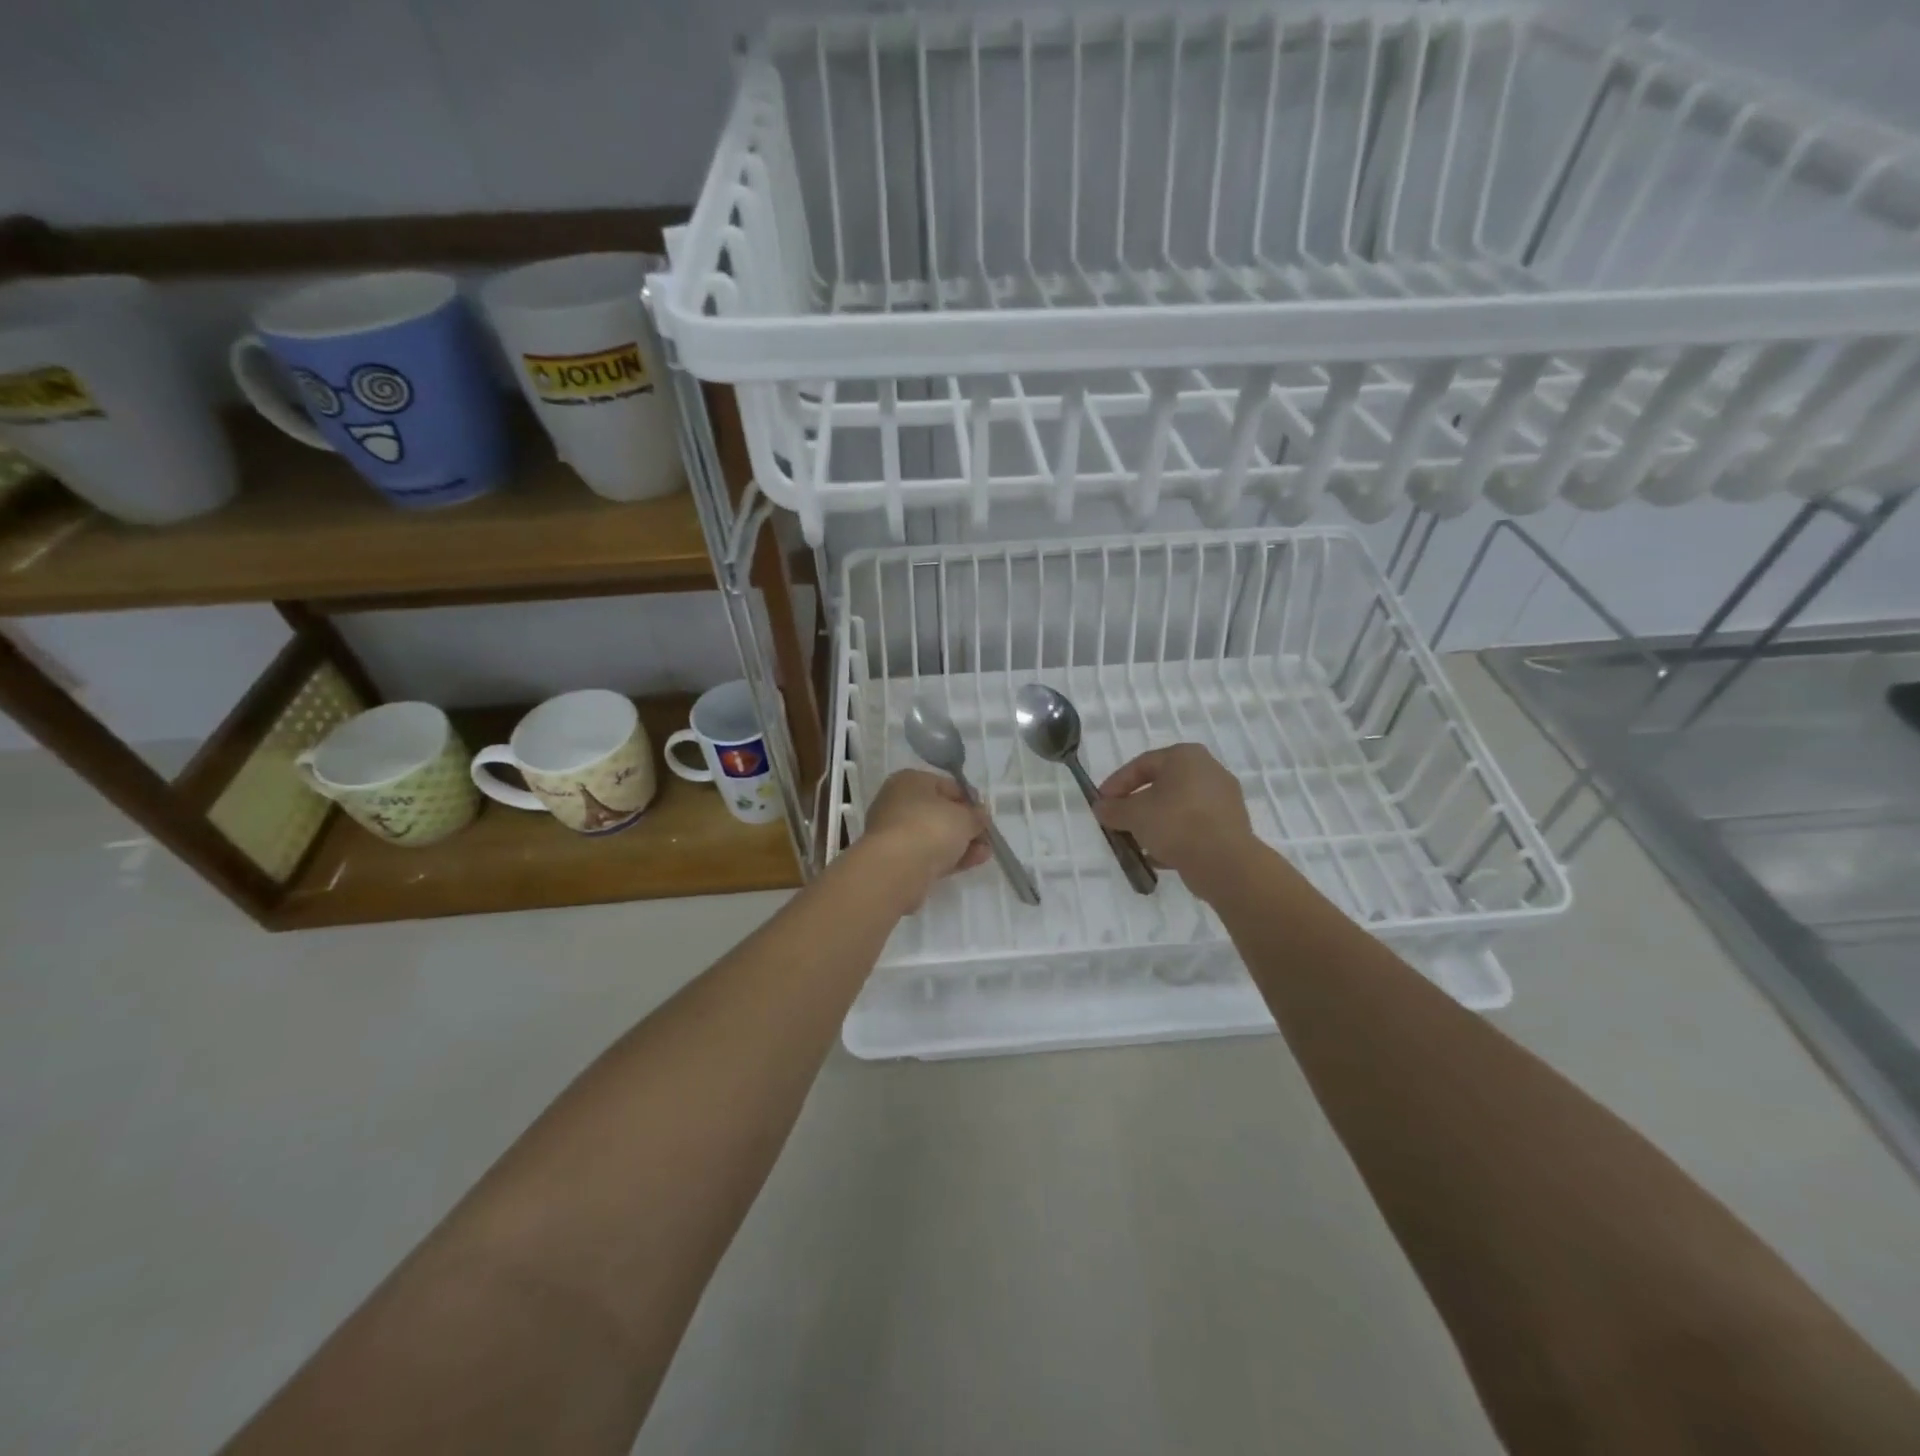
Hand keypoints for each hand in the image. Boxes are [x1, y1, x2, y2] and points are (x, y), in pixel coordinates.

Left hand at [857, 769, 991, 910]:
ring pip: (935, 836)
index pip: (947, 786)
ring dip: (961, 843)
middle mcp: (897, 803)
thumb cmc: (931, 827)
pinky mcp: (897, 860)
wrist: (896, 868)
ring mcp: (895, 833)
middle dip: (965, 825)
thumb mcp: (964, 817)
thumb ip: (976, 816)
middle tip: (986, 836)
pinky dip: (950, 857)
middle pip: (939, 813)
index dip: (970, 800)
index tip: (986, 815)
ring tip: (985, 853)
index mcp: (909, 781)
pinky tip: (973, 862)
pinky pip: (929, 854)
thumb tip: (979, 817)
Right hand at [1093, 744, 1257, 895]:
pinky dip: (1174, 835)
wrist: (1224, 862)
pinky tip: (1158, 855)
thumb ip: (1113, 809)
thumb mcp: (1133, 815)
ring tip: (1136, 841)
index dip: (1116, 784)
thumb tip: (1101, 808)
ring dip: (1154, 822)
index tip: (1101, 803)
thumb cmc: (1175, 823)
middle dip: (1136, 804)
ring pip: (1178, 807)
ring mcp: (1223, 798)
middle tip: (1118, 820)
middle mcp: (1208, 770)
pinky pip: (1194, 825)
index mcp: (1186, 756)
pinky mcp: (1230, 825)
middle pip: (1161, 785)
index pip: (1142, 764)